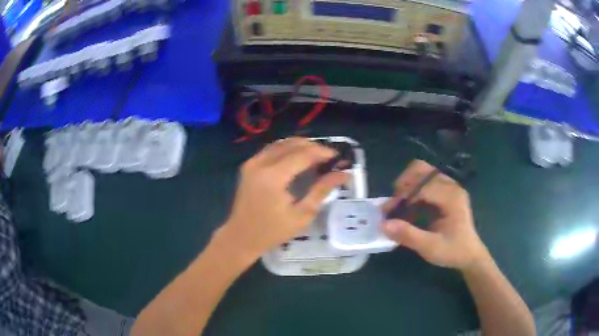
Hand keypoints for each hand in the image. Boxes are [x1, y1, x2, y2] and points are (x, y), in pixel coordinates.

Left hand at [220, 138, 347, 258]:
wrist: (241, 236)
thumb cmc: (272, 231)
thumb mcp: (302, 215)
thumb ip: (321, 190)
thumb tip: (342, 174)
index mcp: (273, 176)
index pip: (303, 154)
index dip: (323, 152)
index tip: (338, 157)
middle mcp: (261, 163)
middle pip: (292, 144)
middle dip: (314, 147)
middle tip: (330, 158)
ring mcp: (252, 162)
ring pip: (282, 143)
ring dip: (301, 146)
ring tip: (317, 157)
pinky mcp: (249, 164)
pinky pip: (272, 149)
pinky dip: (288, 149)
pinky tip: (298, 158)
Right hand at [382, 160, 487, 270]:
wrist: (470, 255)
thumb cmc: (453, 251)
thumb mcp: (430, 247)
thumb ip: (408, 235)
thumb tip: (383, 224)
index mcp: (451, 197)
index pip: (422, 186)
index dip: (402, 196)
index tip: (387, 211)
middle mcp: (451, 186)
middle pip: (422, 170)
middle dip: (404, 183)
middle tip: (394, 203)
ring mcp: (450, 187)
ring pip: (423, 173)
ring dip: (408, 185)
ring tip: (400, 203)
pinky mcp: (447, 191)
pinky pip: (427, 181)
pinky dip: (414, 189)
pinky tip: (410, 205)